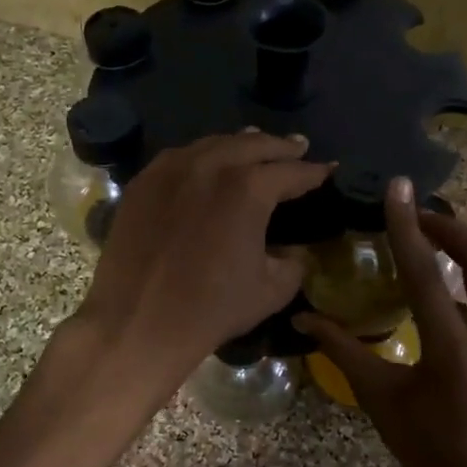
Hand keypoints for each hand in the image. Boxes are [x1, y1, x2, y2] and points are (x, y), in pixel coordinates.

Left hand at [75, 131, 330, 388]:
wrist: (138, 322)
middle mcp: (210, 166)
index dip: (313, 172)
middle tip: (298, 147)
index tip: (328, 169)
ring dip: (241, 144)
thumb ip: (292, 263)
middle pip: (253, 145)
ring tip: (256, 144)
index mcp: (248, 188)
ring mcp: (171, 169)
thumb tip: (292, 252)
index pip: (291, 172)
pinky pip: (180, 157)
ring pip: (214, 144)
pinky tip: (208, 162)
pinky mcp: (143, 183)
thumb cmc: (211, 309)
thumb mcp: (271, 290)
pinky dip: (202, 155)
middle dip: (280, 147)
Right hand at [297, 178, 466, 466]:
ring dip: (463, 247)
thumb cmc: (428, 453)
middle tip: (416, 214)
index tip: (398, 187)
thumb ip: (343, 351)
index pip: (426, 273)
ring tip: (426, 239)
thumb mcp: (380, 401)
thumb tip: (304, 317)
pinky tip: (440, 287)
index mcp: (453, 351)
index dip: (408, 225)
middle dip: (451, 224)